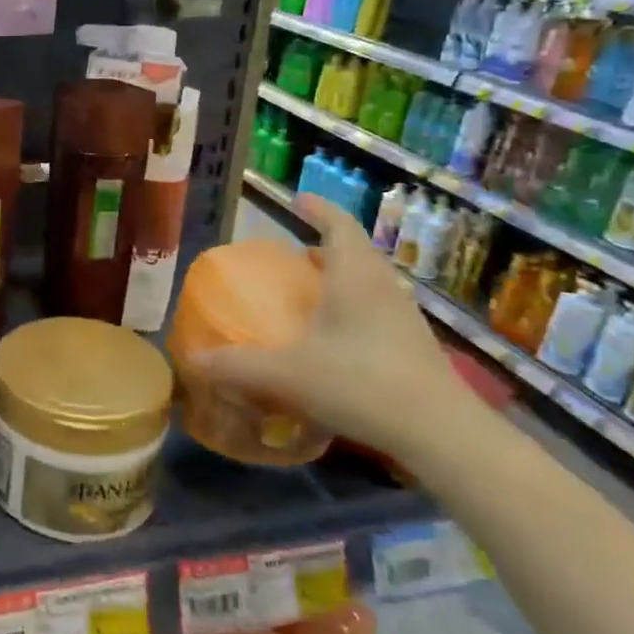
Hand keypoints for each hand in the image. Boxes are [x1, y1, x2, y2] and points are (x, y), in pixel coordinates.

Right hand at [197, 194, 477, 464]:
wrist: (440, 433)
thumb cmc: (361, 384)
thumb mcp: (287, 374)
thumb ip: (237, 366)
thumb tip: (193, 360)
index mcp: (354, 277)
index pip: (338, 226)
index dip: (319, 209)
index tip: (299, 200)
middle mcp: (383, 287)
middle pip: (356, 251)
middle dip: (325, 245)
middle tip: (295, 251)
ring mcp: (404, 317)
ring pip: (370, 281)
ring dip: (342, 276)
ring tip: (312, 288)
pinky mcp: (413, 345)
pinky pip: (378, 308)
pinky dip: (353, 306)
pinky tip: (335, 335)